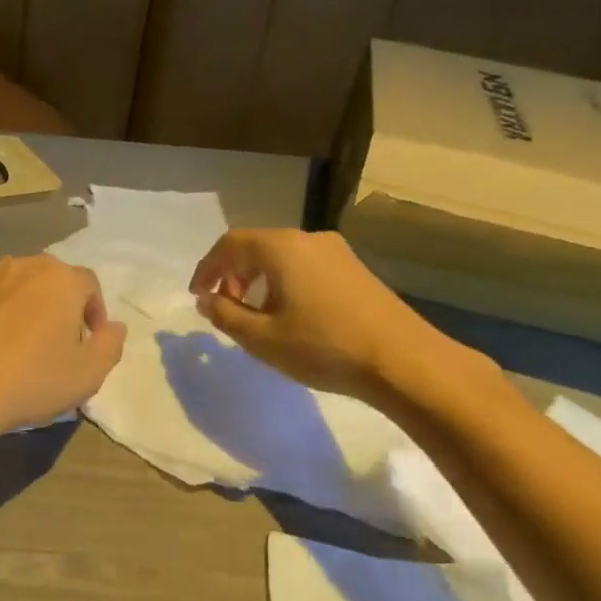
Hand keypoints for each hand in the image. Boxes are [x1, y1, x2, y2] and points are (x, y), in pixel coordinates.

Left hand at [0, 255, 126, 442]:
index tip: (89, 341)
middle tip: (59, 342)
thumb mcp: (88, 373)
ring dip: (27, 307)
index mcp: (61, 279)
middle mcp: (24, 266)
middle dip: (61, 305)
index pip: (89, 285)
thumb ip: (110, 345)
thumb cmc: (32, 380)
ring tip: (23, 342)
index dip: (95, 312)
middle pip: (53, 280)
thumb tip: (115, 327)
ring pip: (18, 287)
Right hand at [189, 228, 458, 399]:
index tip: (198, 296)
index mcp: (281, 248)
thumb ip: (225, 315)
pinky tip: (289, 314)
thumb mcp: (262, 338)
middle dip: (232, 273)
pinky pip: (304, 265)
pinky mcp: (354, 269)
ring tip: (254, 315)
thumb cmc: (323, 347)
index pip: (230, 244)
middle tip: (224, 307)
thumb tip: (206, 300)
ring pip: (281, 256)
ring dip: (258, 279)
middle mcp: (308, 239)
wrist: (402, 360)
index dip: (207, 268)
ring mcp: (336, 252)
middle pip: (257, 246)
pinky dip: (283, 282)